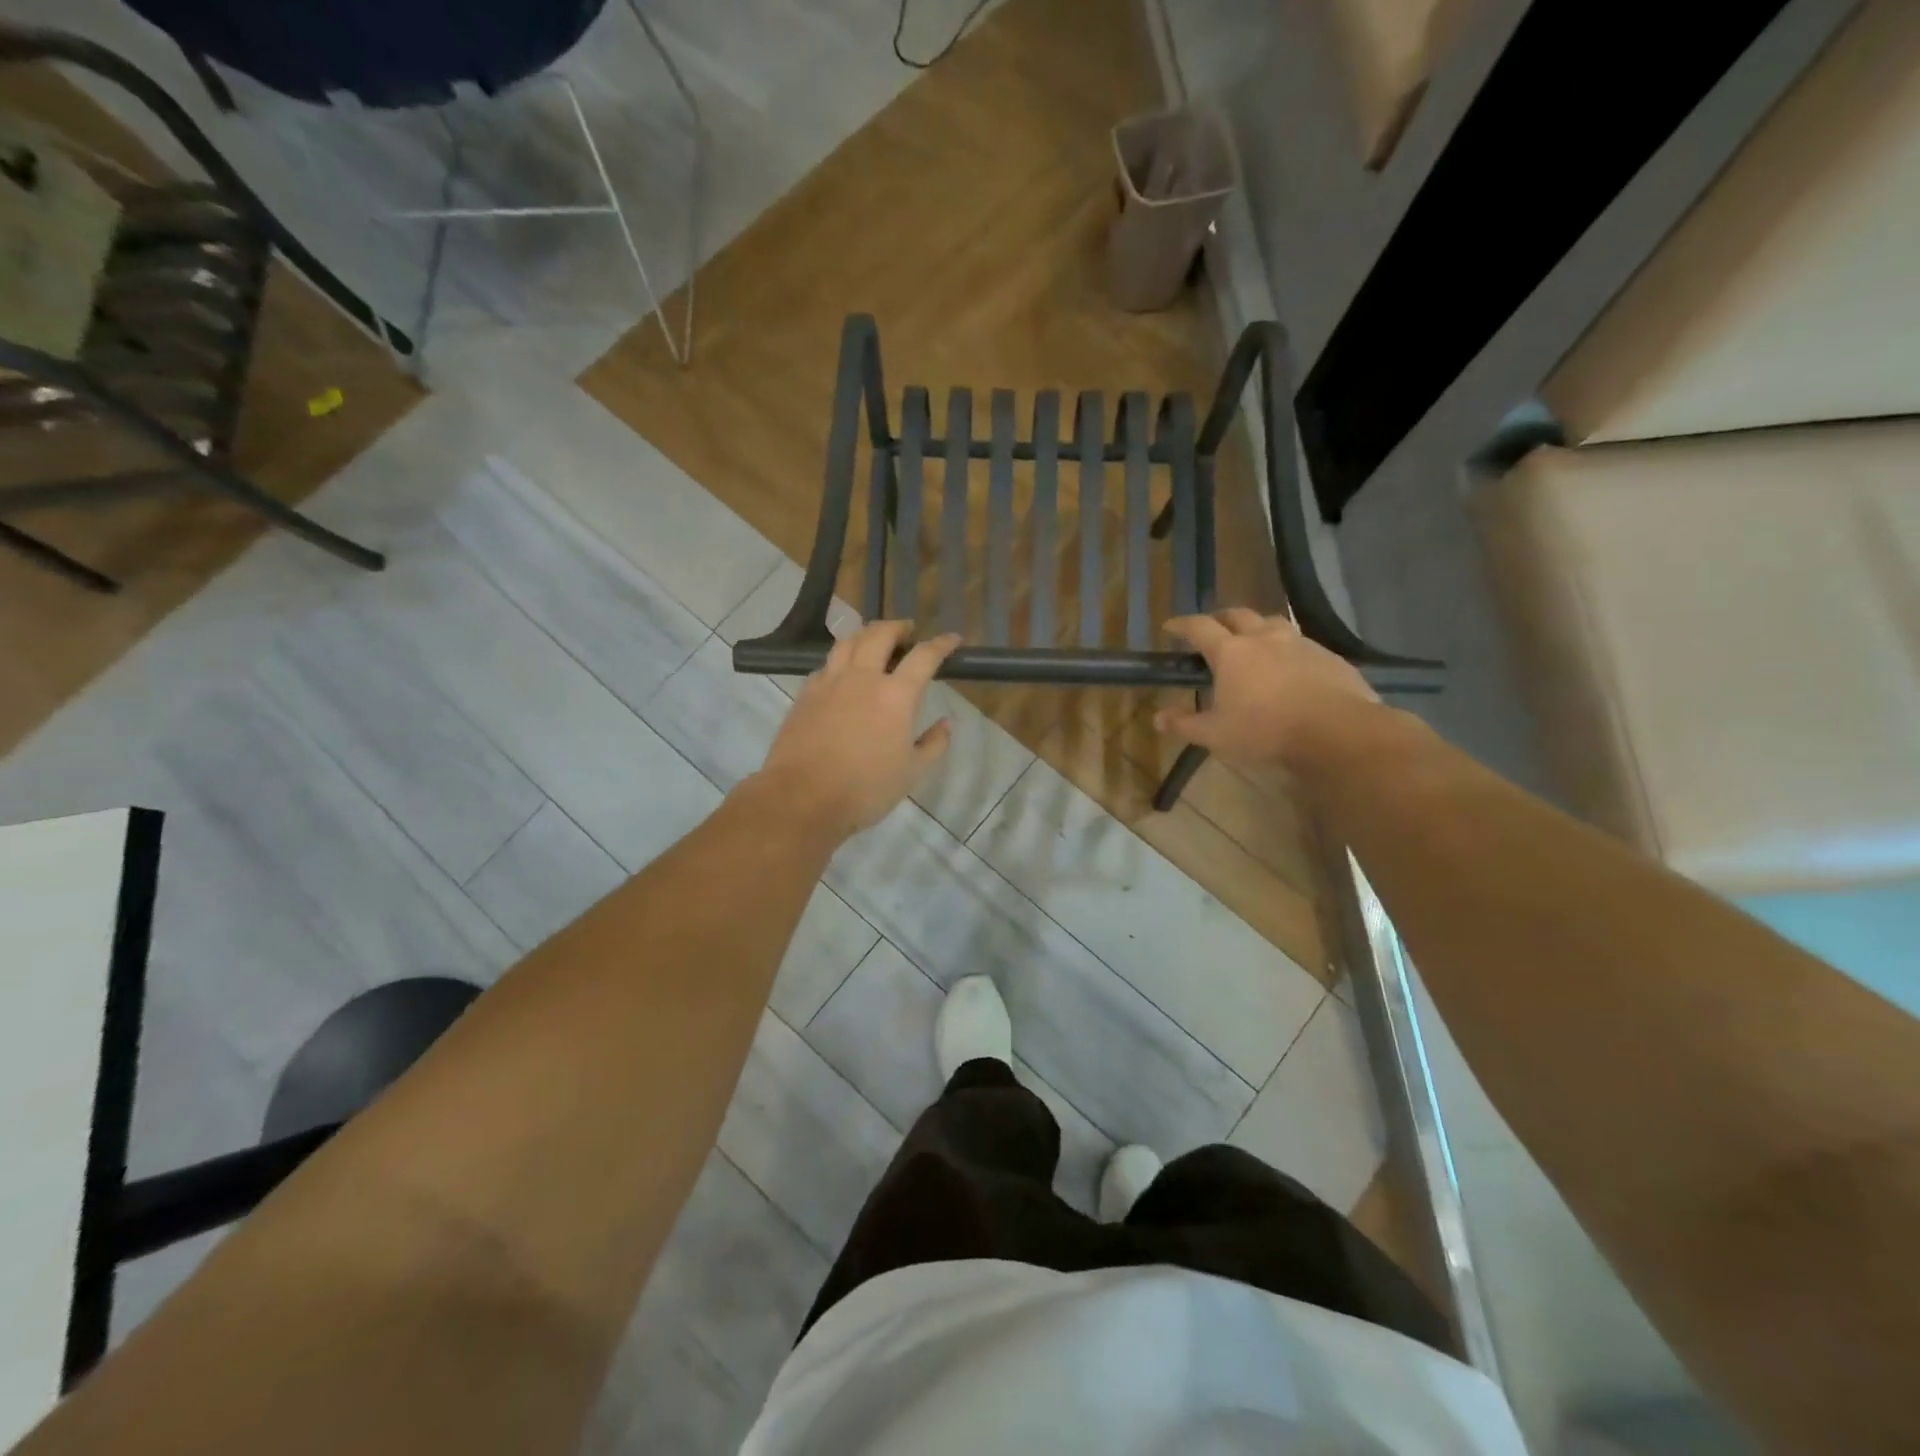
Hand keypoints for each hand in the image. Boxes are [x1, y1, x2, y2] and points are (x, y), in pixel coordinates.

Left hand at [755, 621, 959, 838]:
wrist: (802, 798)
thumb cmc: (865, 788)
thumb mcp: (911, 773)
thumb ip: (934, 745)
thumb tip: (946, 724)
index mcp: (896, 695)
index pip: (924, 657)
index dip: (941, 644)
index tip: (952, 639)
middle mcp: (862, 678)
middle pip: (880, 635)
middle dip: (898, 627)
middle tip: (907, 631)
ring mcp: (829, 683)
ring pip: (848, 642)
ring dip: (866, 634)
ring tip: (873, 639)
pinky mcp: (805, 694)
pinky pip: (826, 665)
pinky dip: (840, 660)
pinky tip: (842, 672)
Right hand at [1156, 609, 1380, 770]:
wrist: (1337, 731)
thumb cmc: (1266, 731)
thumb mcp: (1216, 734)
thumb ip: (1185, 724)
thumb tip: (1157, 718)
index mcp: (1231, 652)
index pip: (1199, 628)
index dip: (1182, 624)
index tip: (1170, 625)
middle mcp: (1264, 638)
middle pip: (1237, 615)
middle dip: (1220, 618)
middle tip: (1211, 629)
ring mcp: (1299, 643)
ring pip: (1272, 623)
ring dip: (1256, 627)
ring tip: (1252, 641)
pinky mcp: (1328, 656)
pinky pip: (1300, 643)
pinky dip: (1286, 647)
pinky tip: (1289, 666)